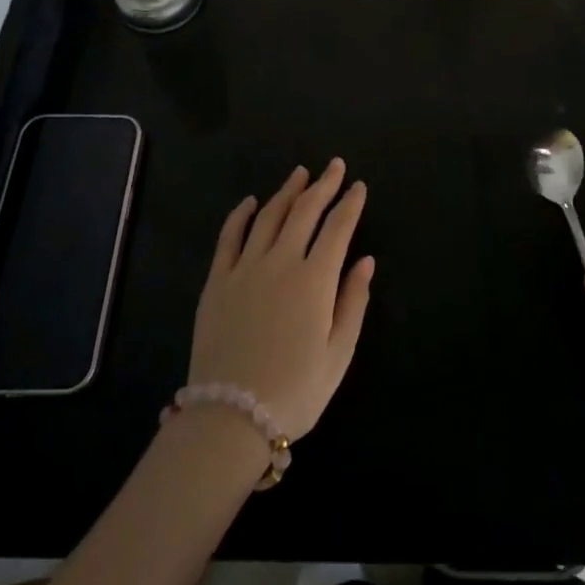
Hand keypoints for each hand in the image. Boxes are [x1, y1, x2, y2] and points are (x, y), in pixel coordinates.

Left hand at [188, 159, 373, 440]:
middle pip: (305, 211)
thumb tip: (366, 260)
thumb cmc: (295, 390)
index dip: (350, 204)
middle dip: (323, 184)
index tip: (358, 186)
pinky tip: (250, 202)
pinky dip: (240, 214)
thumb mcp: (338, 354)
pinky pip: (229, 236)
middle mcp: (281, 261)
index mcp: (315, 279)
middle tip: (335, 166)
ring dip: (287, 191)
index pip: (337, 228)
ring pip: (269, 215)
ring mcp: (245, 267)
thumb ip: (354, 302)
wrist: (230, 418)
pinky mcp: (217, 280)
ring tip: (300, 174)